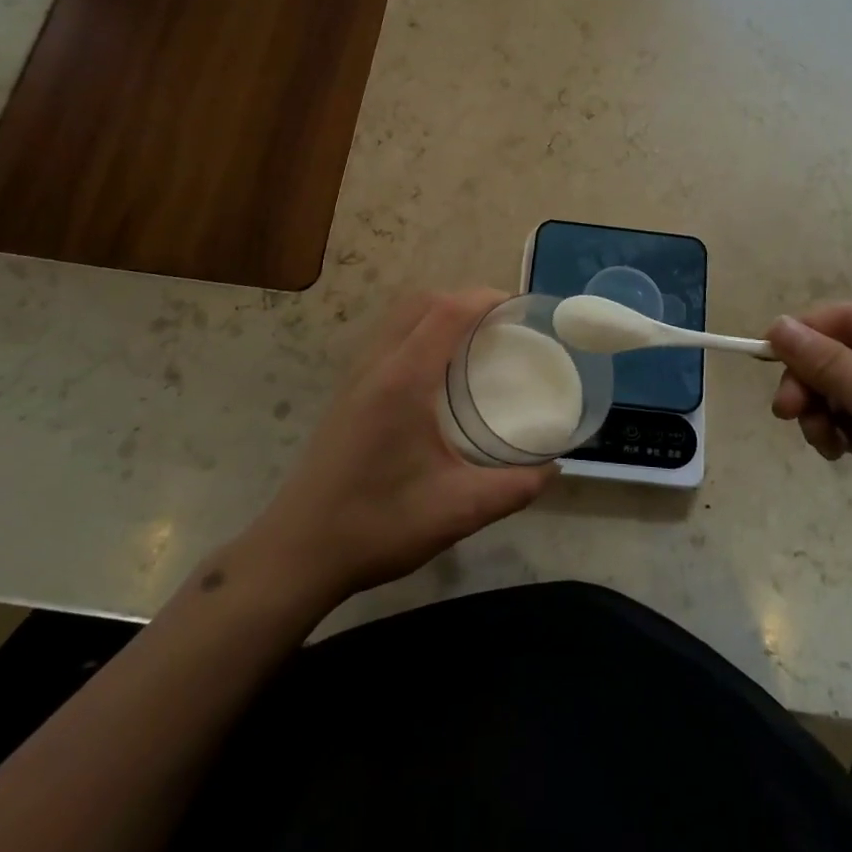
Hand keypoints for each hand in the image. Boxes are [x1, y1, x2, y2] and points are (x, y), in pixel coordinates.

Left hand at [237, 289, 556, 605]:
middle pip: (421, 302)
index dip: (484, 298)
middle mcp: (377, 365)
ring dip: (436, 313)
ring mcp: (355, 377)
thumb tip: (552, 469)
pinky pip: (385, 339)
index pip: (448, 311)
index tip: (517, 308)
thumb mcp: (458, 510)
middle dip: (462, 300)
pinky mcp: (345, 394)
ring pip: (398, 317)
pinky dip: (415, 332)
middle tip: (499, 325)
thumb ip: (514, 488)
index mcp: (404, 379)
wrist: (299, 552)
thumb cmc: (379, 524)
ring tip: (470, 342)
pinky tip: (433, 374)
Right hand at [767, 304, 851, 604]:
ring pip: (848, 388)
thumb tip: (778, 323)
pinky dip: (842, 431)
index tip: (764, 362)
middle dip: (811, 381)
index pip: (848, 318)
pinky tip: (840, 455)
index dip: (803, 335)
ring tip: (823, 445)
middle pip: (844, 353)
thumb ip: (828, 362)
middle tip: (786, 415)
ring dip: (824, 411)